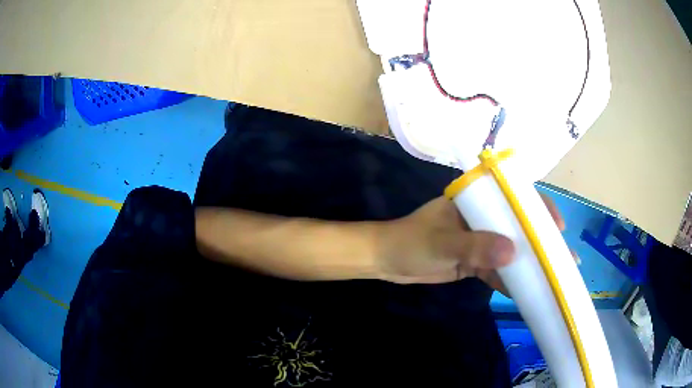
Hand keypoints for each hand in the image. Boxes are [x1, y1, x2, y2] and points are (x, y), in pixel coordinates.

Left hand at [377, 195, 565, 292]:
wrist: (387, 262)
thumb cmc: (411, 242)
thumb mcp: (443, 242)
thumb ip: (475, 246)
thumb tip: (513, 251)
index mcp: (476, 200)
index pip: (515, 197)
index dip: (539, 208)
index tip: (557, 226)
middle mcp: (483, 218)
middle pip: (520, 226)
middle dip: (542, 240)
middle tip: (565, 257)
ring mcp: (481, 241)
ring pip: (512, 250)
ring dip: (531, 263)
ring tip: (554, 276)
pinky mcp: (475, 262)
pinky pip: (498, 270)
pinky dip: (511, 280)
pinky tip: (527, 291)